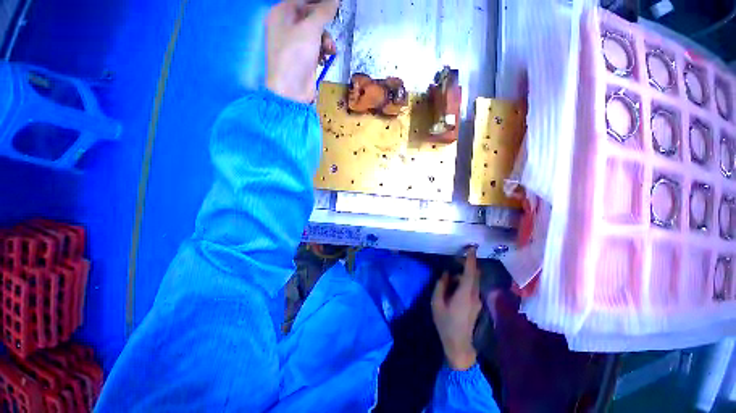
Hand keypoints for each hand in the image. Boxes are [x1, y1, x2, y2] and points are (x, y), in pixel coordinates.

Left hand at [266, 0, 337, 102]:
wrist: (291, 91)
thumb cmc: (295, 55)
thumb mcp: (310, 29)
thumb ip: (323, 12)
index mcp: (281, 13)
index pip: (302, 0)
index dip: (320, 2)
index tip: (335, 5)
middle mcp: (286, 26)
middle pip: (310, 16)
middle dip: (324, 23)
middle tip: (332, 26)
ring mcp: (295, 43)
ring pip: (315, 33)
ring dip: (325, 40)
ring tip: (329, 49)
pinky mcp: (303, 58)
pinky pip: (316, 47)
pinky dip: (323, 51)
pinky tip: (326, 58)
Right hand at [431, 246, 482, 370]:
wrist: (458, 345)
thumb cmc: (445, 323)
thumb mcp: (437, 302)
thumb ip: (441, 285)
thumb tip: (446, 273)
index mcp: (465, 294)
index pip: (471, 272)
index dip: (471, 259)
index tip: (471, 247)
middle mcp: (474, 295)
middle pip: (473, 275)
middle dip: (466, 265)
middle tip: (453, 262)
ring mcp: (477, 301)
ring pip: (472, 281)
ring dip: (463, 275)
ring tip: (448, 279)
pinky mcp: (476, 305)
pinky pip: (471, 288)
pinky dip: (464, 283)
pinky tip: (453, 289)